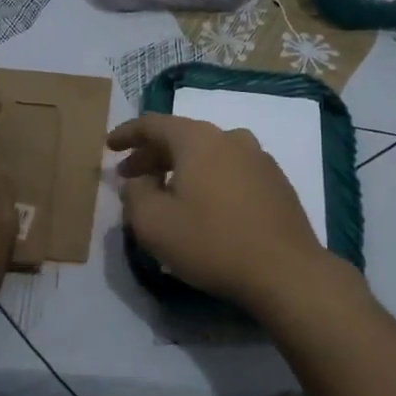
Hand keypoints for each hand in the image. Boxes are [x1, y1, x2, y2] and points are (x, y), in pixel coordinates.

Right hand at [108, 113, 345, 311]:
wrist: (286, 271)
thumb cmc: (211, 242)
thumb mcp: (154, 224)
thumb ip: (136, 195)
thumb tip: (139, 181)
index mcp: (198, 140)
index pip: (154, 124)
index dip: (127, 134)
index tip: (109, 146)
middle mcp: (231, 138)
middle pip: (183, 138)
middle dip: (152, 155)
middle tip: (131, 176)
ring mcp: (259, 159)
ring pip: (209, 154)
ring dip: (182, 168)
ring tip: (166, 191)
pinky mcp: (276, 183)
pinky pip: (231, 171)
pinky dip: (209, 180)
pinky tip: (204, 206)